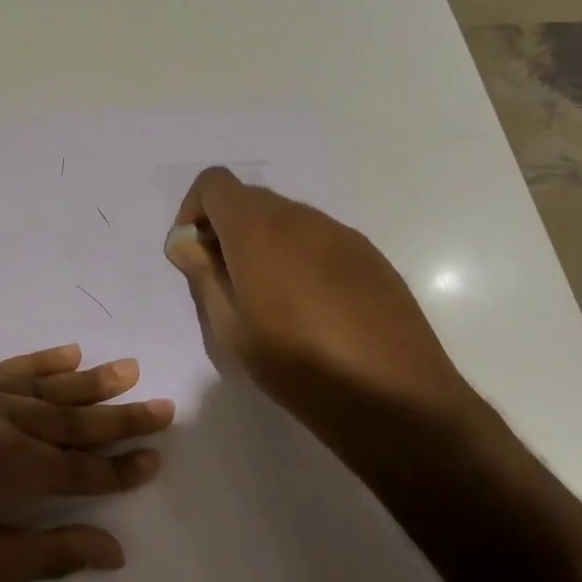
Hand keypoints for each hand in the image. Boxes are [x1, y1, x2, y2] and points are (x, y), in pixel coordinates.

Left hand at [0, 345, 173, 581]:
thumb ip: (49, 551)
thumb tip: (115, 549)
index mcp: (9, 464)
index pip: (80, 466)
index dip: (120, 468)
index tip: (155, 458)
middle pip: (70, 418)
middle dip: (118, 418)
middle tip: (161, 405)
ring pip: (42, 386)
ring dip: (87, 382)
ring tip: (126, 370)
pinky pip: (4, 367)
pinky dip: (38, 361)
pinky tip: (66, 354)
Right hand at [163, 166, 472, 425]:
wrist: (396, 398)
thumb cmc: (298, 366)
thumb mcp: (230, 330)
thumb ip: (203, 275)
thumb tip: (185, 242)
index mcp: (258, 230)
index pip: (214, 183)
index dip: (194, 210)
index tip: (193, 254)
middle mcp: (299, 218)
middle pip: (249, 199)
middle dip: (226, 228)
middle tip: (225, 282)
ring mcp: (339, 233)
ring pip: (285, 218)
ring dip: (263, 242)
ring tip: (269, 299)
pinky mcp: (369, 255)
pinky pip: (317, 238)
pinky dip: (298, 255)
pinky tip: (311, 307)